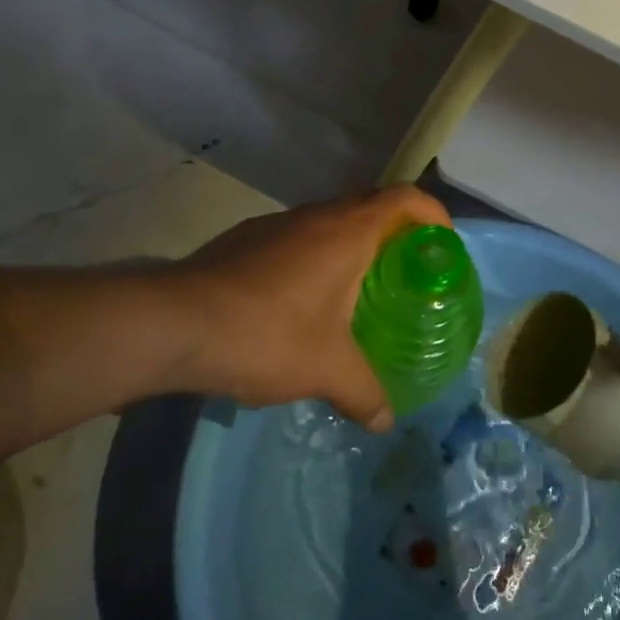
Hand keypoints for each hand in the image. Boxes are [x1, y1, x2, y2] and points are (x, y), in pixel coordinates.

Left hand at [164, 187, 451, 431]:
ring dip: (350, 247)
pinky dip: (313, 259)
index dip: (432, 213)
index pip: (405, 198)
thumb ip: (364, 392)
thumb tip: (386, 420)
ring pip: (329, 223)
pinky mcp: (245, 239)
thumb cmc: (268, 334)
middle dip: (394, 234)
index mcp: (348, 231)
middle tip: (405, 275)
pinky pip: (296, 239)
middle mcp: (316, 215)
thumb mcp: (327, 370)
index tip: (443, 244)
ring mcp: (277, 224)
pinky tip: (299, 304)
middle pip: (370, 207)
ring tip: (355, 293)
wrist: (176, 323)